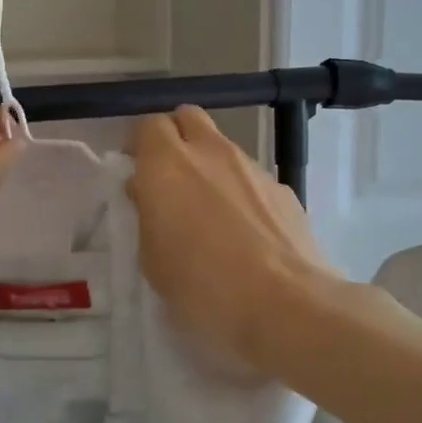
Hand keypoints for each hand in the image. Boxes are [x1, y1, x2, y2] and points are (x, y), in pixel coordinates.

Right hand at [127, 106, 338, 375]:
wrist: (284, 303)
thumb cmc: (202, 286)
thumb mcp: (153, 260)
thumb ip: (148, 216)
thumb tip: (149, 193)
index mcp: (167, 164)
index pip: (148, 126)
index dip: (140, 146)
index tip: (137, 174)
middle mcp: (211, 153)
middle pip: (188, 118)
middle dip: (176, 138)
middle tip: (170, 180)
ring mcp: (252, 167)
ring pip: (223, 148)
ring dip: (210, 167)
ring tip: (211, 213)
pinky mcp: (283, 189)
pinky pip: (252, 178)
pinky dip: (242, 192)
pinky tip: (246, 233)